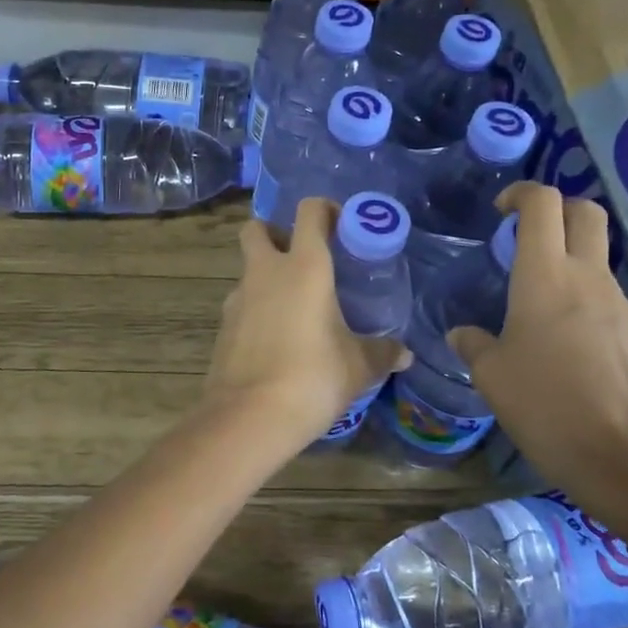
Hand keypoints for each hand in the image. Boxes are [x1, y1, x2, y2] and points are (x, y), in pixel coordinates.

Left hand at [205, 198, 410, 445]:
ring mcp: (238, 299)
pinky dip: (256, 310)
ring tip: (295, 308)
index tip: (342, 226)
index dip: (325, 210)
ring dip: (266, 276)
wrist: (249, 417)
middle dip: (275, 233)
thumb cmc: (313, 378)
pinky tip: (276, 339)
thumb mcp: (358, 366)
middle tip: (302, 259)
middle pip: (257, 229)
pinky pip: (241, 304)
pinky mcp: (223, 327)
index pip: (309, 212)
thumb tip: (404, 354)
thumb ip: (382, 352)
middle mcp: (265, 272)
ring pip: (247, 269)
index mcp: (304, 267)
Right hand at [446, 182, 627, 546]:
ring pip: (597, 257)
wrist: (623, 456)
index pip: (543, 204)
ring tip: (537, 303)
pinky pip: (606, 298)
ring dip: (569, 260)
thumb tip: (463, 334)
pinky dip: (584, 300)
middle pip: (586, 212)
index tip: (501, 211)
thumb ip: (474, 345)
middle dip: (557, 211)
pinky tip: (565, 343)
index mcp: (545, 276)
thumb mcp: (491, 376)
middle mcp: (587, 277)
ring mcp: (619, 303)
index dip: (521, 193)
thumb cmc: (545, 405)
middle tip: (527, 236)